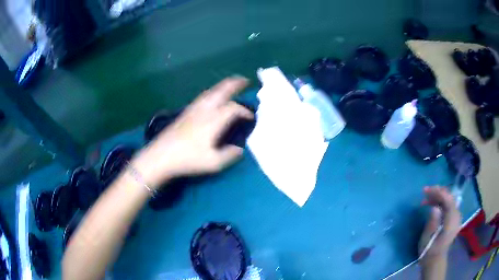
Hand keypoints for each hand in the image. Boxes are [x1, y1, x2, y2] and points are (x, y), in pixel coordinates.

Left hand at [133, 77, 253, 187]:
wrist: (161, 156)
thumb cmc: (187, 159)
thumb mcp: (213, 163)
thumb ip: (229, 155)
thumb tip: (240, 149)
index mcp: (213, 121)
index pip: (233, 109)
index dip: (245, 112)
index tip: (251, 118)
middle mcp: (204, 110)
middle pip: (221, 91)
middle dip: (234, 84)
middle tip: (244, 80)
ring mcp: (193, 109)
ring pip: (211, 92)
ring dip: (223, 86)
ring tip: (231, 84)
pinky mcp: (185, 112)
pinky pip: (203, 96)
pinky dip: (212, 92)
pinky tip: (212, 96)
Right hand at [419, 186, 461, 260]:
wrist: (435, 261)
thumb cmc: (429, 252)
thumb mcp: (427, 239)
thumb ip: (432, 222)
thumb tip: (434, 207)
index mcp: (451, 221)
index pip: (448, 200)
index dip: (438, 192)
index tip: (426, 190)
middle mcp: (457, 216)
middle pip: (450, 197)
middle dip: (438, 192)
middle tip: (425, 192)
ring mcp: (456, 217)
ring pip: (449, 199)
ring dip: (438, 196)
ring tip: (426, 198)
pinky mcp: (454, 218)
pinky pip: (449, 205)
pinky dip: (441, 202)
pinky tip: (433, 204)